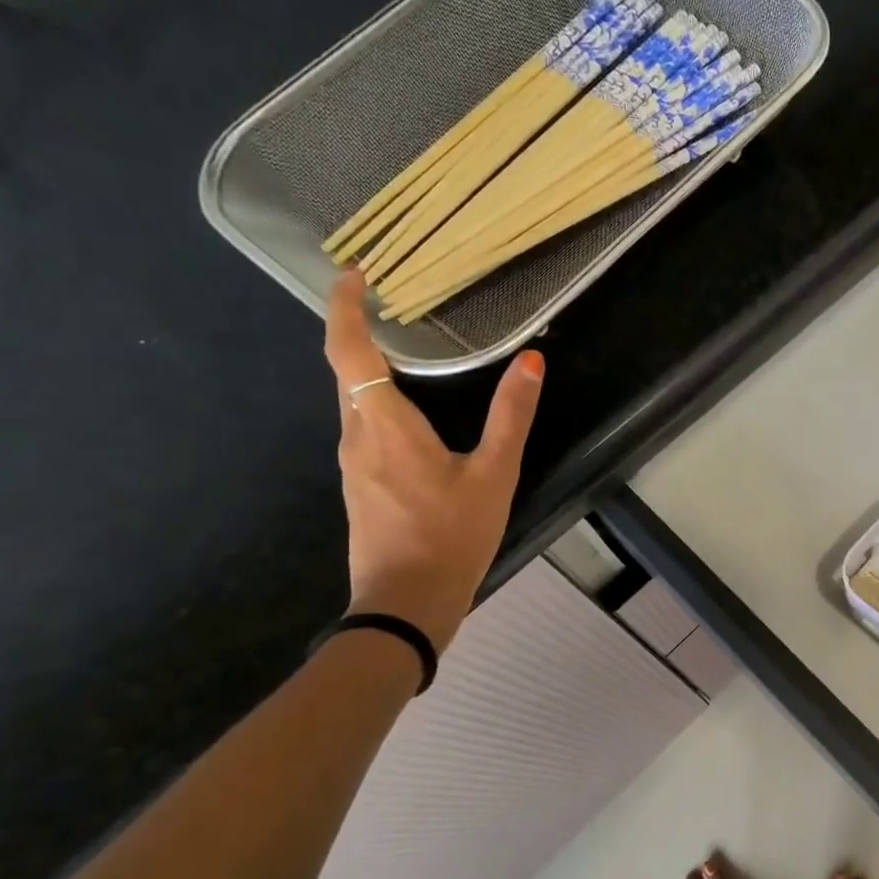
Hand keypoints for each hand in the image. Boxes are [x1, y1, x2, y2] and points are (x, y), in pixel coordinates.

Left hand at [322, 272, 543, 649]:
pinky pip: (365, 432)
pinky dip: (380, 407)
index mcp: (385, 426)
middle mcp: (357, 438)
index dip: (346, 308)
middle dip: (360, 334)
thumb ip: (511, 416)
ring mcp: (354, 466)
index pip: (349, 351)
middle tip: (391, 306)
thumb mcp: (494, 474)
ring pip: (356, 405)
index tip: (354, 274)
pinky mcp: (361, 488)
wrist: (406, 603)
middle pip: (347, 374)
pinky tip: (413, 422)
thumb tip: (531, 361)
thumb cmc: (452, 536)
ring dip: (372, 373)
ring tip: (407, 357)